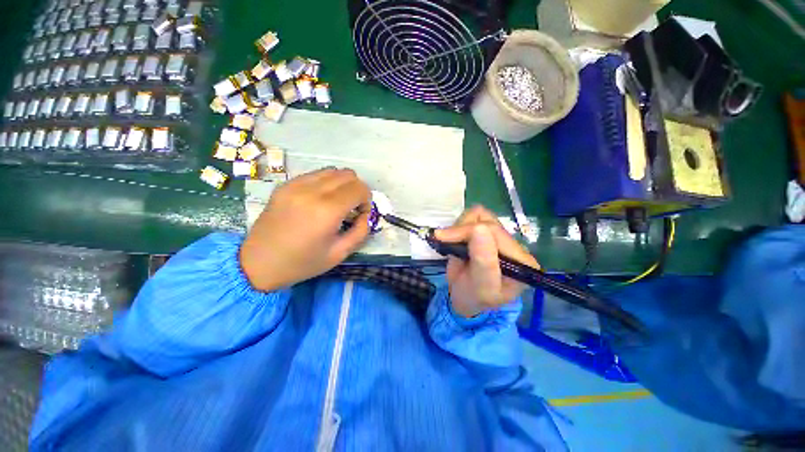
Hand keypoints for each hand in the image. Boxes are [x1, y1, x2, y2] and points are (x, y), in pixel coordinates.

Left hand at [240, 168, 370, 291]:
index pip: (359, 188)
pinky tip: (320, 200)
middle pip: (348, 175)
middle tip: (352, 208)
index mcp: (327, 210)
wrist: (258, 263)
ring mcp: (296, 185)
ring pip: (332, 170)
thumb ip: (361, 231)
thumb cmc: (302, 263)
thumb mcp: (340, 253)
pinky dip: (326, 183)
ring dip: (342, 184)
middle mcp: (312, 191)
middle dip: (357, 190)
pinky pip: (315, 174)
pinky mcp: (285, 185)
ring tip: (337, 202)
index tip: (361, 214)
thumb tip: (366, 214)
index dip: (367, 200)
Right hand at [435, 206, 539, 317]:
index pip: (495, 232)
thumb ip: (483, 261)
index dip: (467, 232)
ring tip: (452, 244)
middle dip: (460, 230)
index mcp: (521, 260)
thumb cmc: (475, 298)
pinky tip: (456, 240)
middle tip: (442, 241)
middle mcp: (513, 245)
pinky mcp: (486, 231)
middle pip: (486, 220)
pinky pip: (472, 216)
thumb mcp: (481, 288)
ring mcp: (499, 236)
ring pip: (479, 214)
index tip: (442, 238)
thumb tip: (479, 227)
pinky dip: (459, 225)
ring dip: (460, 227)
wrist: (466, 298)